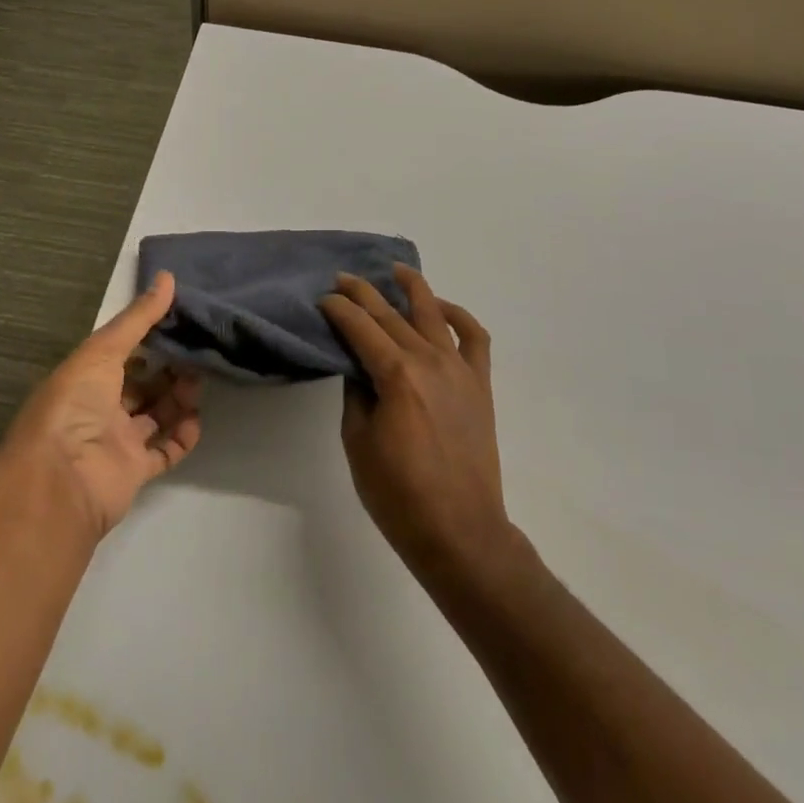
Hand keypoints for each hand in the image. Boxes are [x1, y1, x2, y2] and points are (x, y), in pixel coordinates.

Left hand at [2, 272, 201, 538]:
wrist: (61, 481)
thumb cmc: (74, 405)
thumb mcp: (103, 350)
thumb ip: (138, 318)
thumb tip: (168, 276)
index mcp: (84, 378)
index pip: (120, 353)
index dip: (148, 339)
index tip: (180, 323)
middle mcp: (98, 408)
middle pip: (140, 385)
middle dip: (168, 370)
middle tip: (196, 356)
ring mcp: (115, 442)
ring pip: (154, 415)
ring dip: (178, 400)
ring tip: (197, 386)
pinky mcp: (133, 472)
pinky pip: (163, 451)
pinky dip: (181, 438)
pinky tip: (196, 421)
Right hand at [322, 266, 513, 584]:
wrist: (460, 531)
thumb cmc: (399, 495)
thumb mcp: (358, 442)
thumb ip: (356, 393)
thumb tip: (357, 366)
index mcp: (396, 375)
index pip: (361, 327)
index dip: (339, 309)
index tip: (324, 298)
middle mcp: (430, 360)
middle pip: (392, 314)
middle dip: (364, 293)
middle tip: (343, 278)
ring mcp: (459, 369)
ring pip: (434, 313)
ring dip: (412, 287)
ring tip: (395, 270)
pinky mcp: (479, 384)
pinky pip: (474, 337)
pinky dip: (459, 315)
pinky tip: (442, 308)